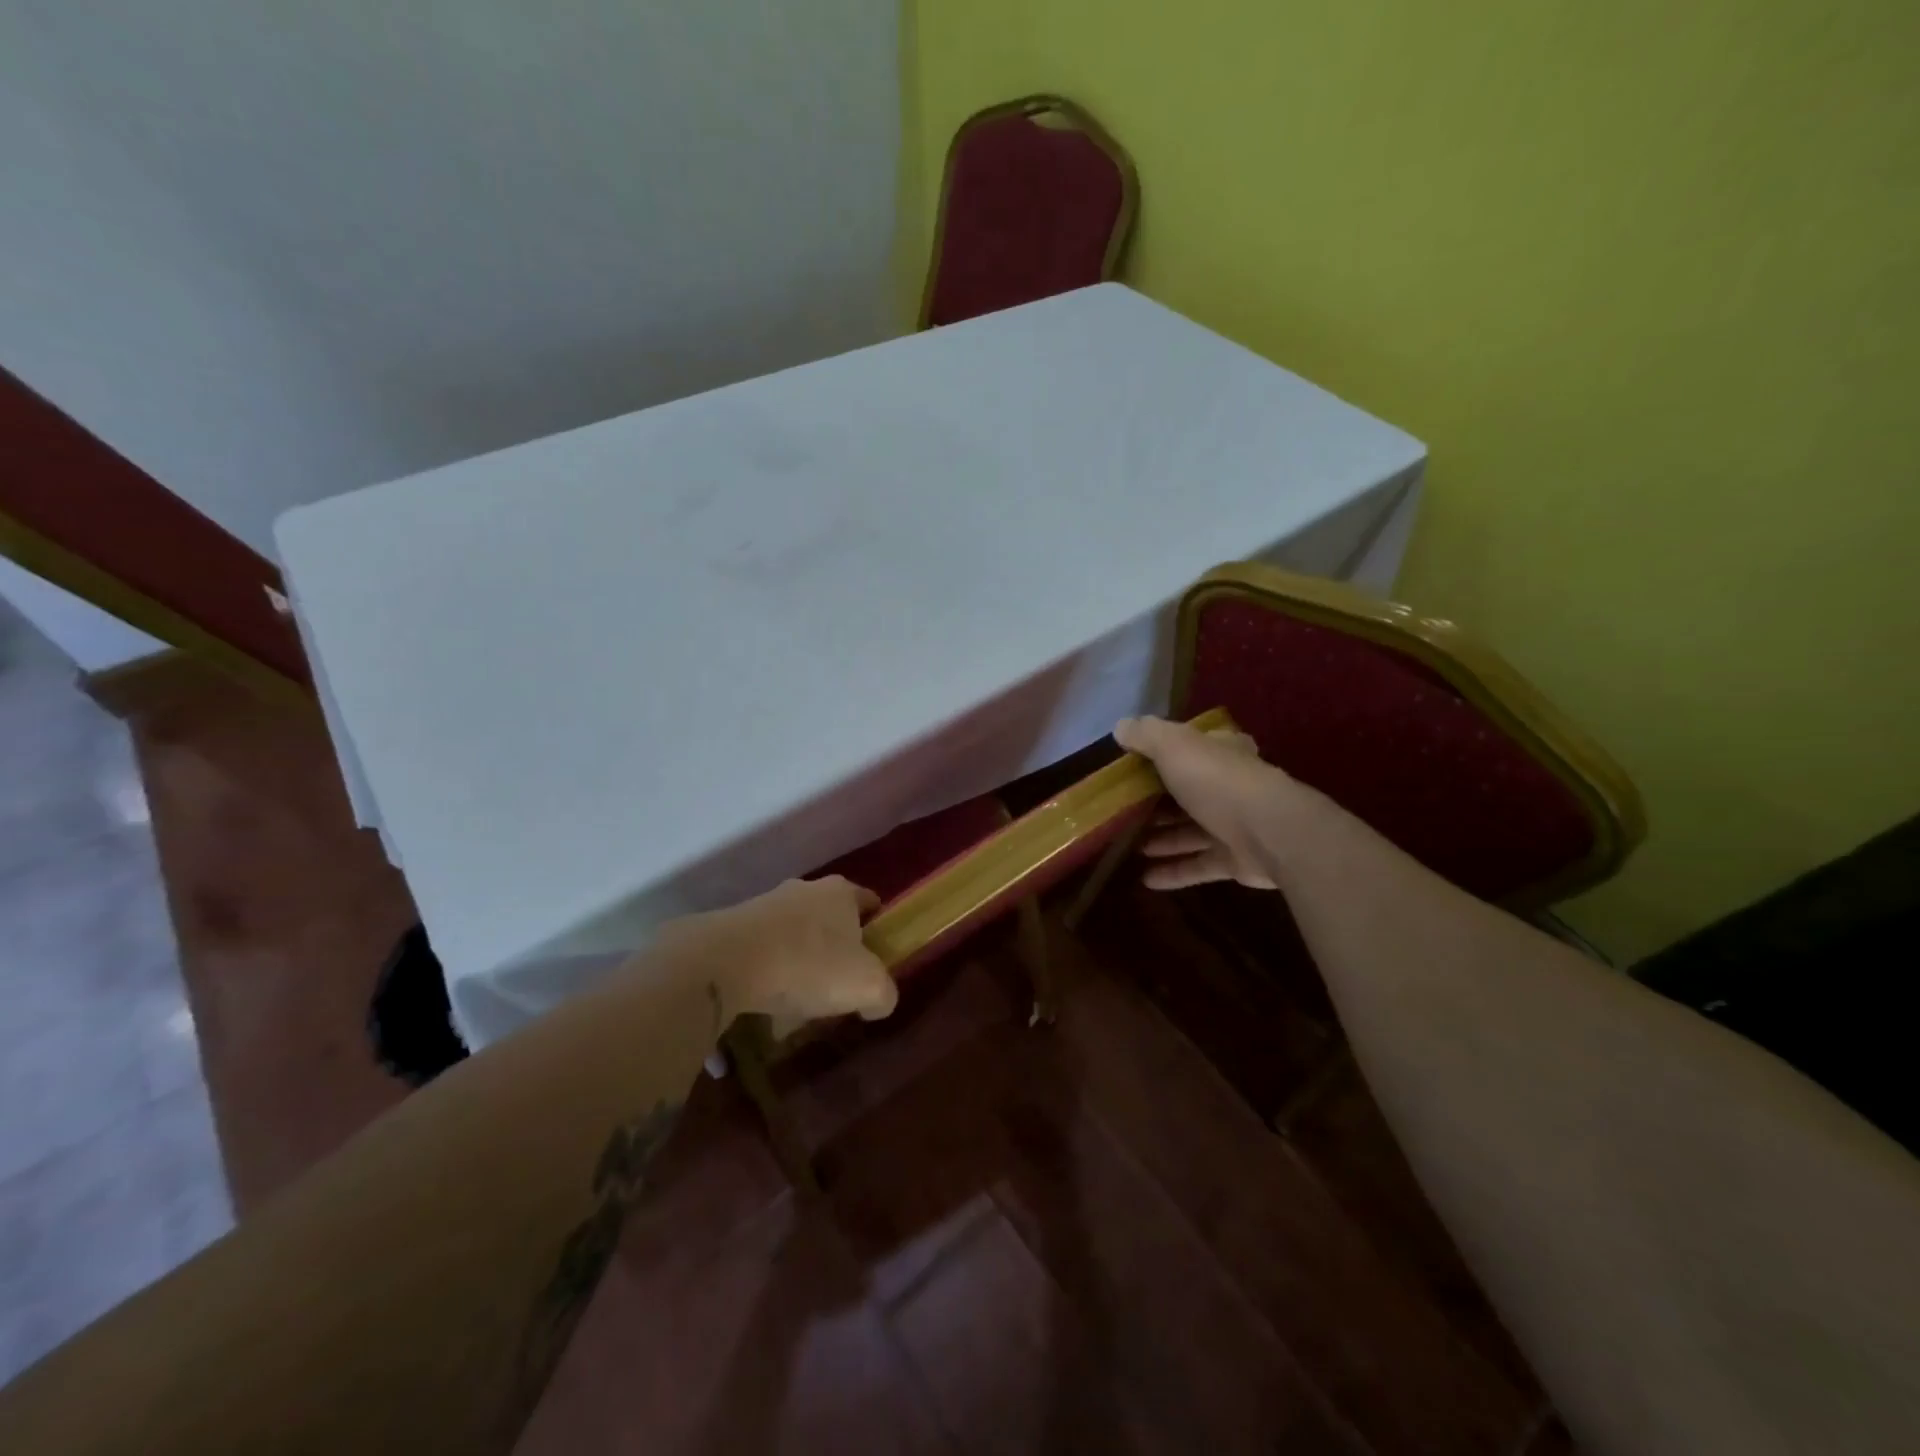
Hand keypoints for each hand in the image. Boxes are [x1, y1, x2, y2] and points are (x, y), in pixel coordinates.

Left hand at [654, 876, 897, 1034]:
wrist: (726, 962)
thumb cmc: (809, 964)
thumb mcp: (866, 987)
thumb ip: (883, 994)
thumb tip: (879, 1001)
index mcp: (840, 894)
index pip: (868, 900)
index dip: (876, 925)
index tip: (877, 953)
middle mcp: (803, 890)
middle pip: (828, 918)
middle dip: (834, 949)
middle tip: (838, 984)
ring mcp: (764, 906)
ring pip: (792, 936)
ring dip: (798, 964)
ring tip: (796, 1005)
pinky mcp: (732, 928)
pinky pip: (761, 953)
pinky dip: (767, 976)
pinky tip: (765, 1007)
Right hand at [1113, 716, 1293, 890]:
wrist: (1269, 833)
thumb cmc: (1218, 781)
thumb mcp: (1174, 745)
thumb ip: (1146, 734)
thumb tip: (1121, 726)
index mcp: (1219, 753)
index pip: (1192, 748)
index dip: (1164, 754)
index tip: (1133, 766)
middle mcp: (1228, 787)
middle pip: (1188, 793)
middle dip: (1158, 803)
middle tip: (1124, 811)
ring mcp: (1234, 826)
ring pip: (1191, 832)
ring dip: (1163, 839)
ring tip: (1129, 845)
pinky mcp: (1234, 861)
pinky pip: (1198, 866)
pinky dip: (1174, 872)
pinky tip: (1146, 879)